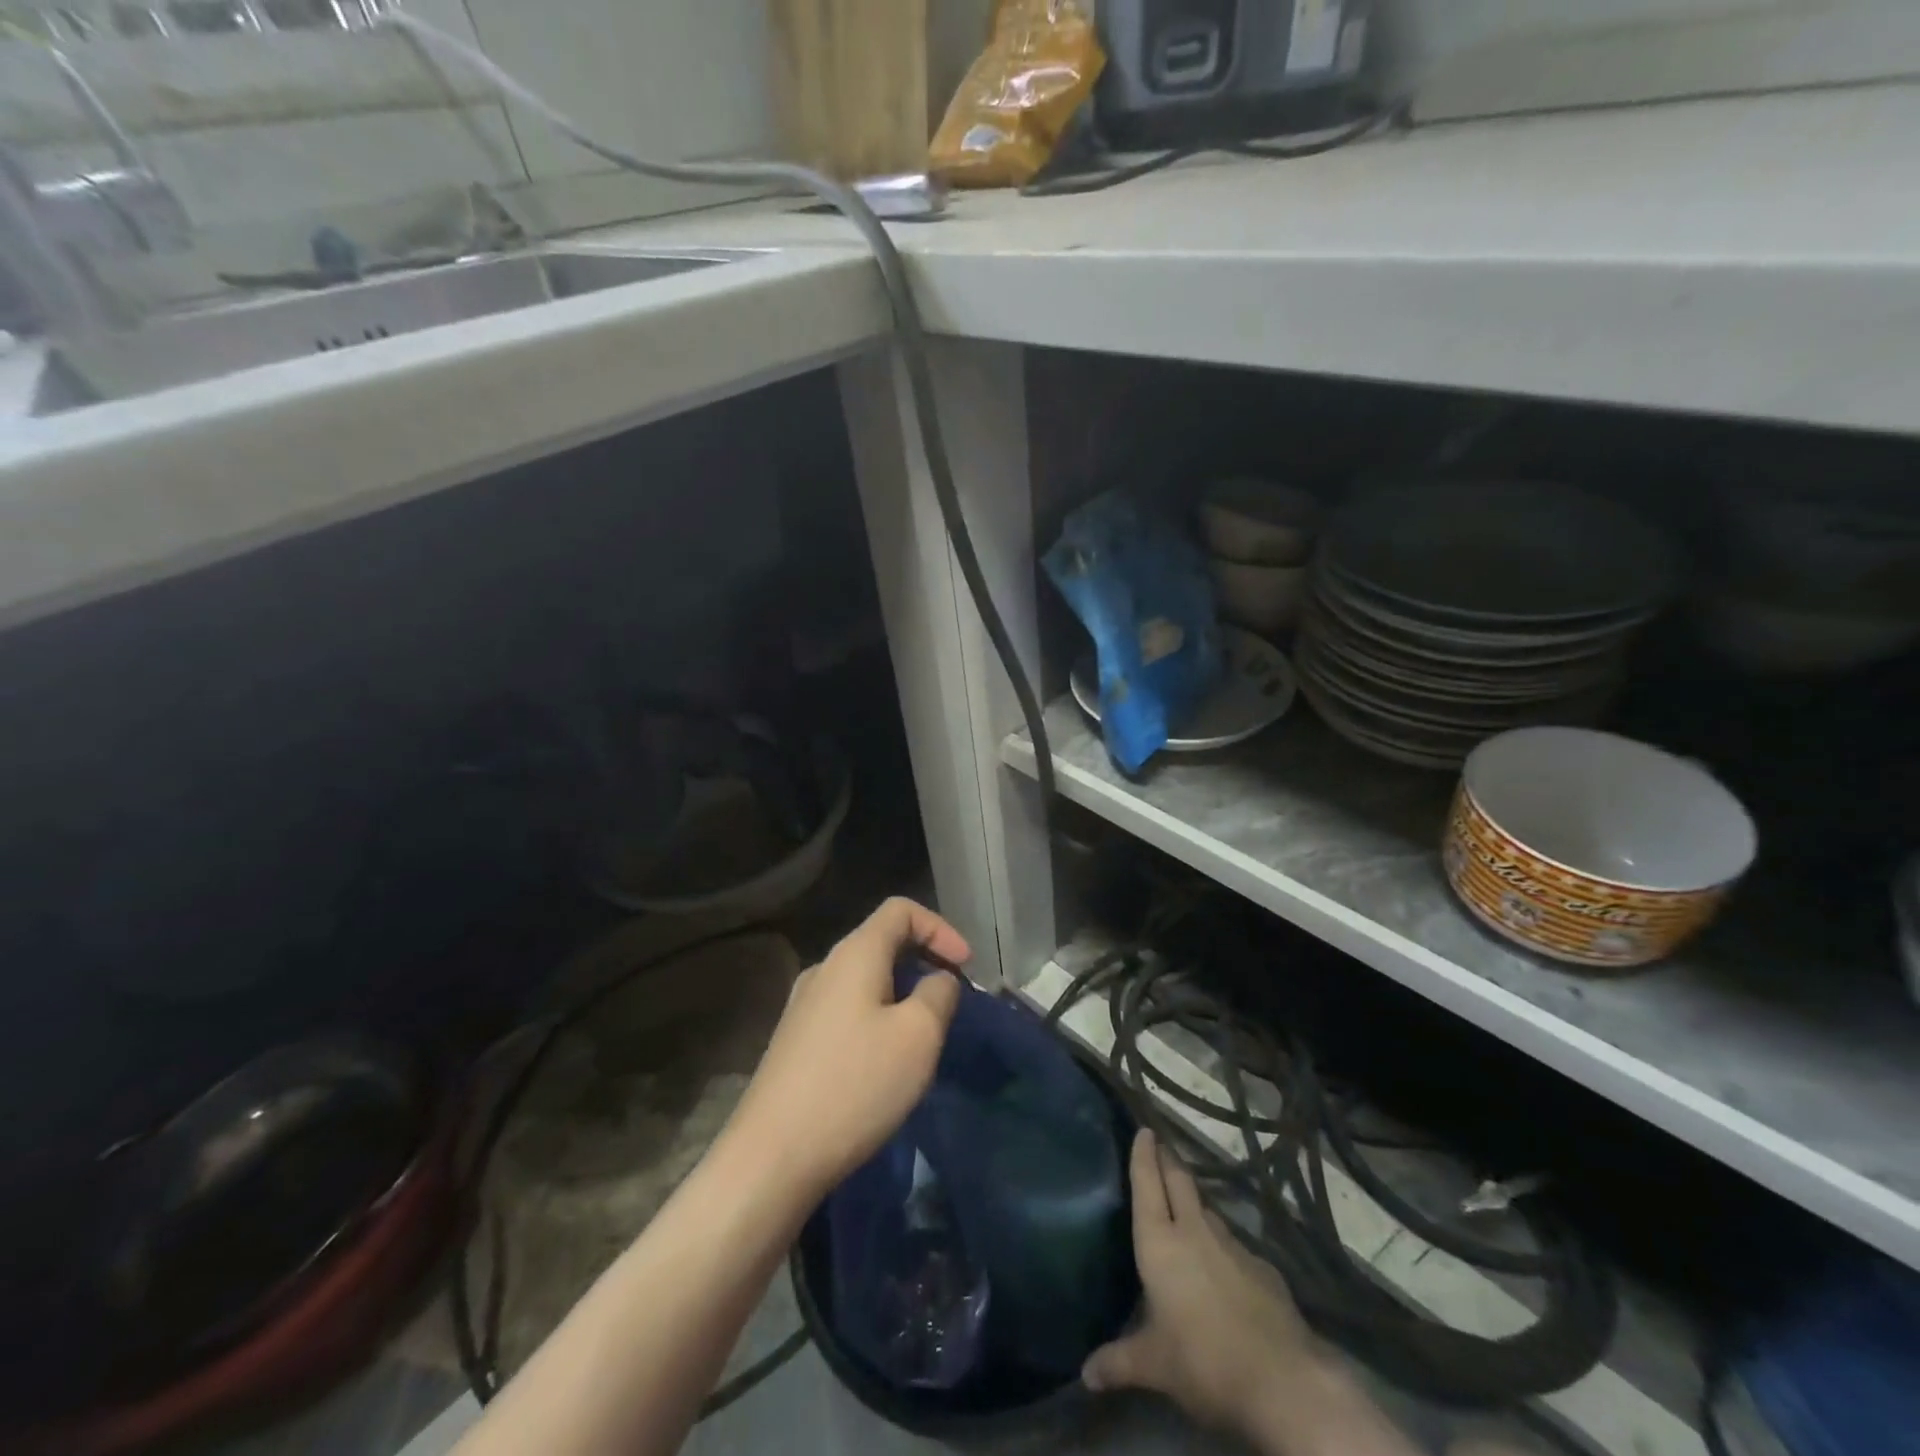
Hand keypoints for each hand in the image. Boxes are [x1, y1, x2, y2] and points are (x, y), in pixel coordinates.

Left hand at [726, 898, 968, 1206]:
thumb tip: (938, 980)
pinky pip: (846, 1008)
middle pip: (881, 941)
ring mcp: (803, 1004)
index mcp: (854, 954)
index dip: (940, 928)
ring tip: (924, 1031)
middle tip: (952, 998)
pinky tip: (885, 1059)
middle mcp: (824, 968)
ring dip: (901, 991)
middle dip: (924, 960)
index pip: (901, 910)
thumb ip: (938, 994)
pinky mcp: (795, 1040)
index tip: (965, 967)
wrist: (771, 1156)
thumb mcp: (918, 1036)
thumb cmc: (855, 1085)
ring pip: (864, 978)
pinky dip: (877, 1015)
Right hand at [1084, 1129, 1319, 1436]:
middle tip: (1159, 1143)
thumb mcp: (1154, 1366)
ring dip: (1193, 1198)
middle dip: (1167, 1159)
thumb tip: (1084, 1374)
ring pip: (1207, 1208)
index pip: (1147, 1184)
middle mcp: (1195, 1231)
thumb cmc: (1204, 1361)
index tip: (1143, 1129)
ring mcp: (1233, 1245)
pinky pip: (1233, 1242)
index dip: (1143, 1155)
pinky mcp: (1262, 1267)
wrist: (1284, 1380)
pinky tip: (1222, 1260)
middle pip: (1179, 1180)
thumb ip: (1119, 1362)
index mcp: (1160, 1242)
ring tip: (1184, 1202)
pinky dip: (1221, 1241)